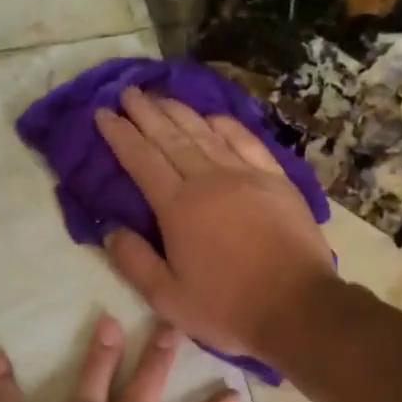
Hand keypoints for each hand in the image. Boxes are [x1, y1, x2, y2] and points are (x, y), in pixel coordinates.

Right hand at [94, 88, 337, 365]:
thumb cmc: (227, 308)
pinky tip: (213, 117)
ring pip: (206, 133)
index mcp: (178, 208)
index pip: (141, 160)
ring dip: (180, 112)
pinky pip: (246, 141)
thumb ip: (135, 262)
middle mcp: (209, 180)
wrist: (297, 307)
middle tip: (128, 92)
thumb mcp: (168, 298)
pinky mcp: (276, 180)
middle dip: (146, 114)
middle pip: (171, 137)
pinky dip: (225, 125)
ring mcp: (246, 175)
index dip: (120, 135)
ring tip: (160, 97)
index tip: (103, 113)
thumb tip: (110, 230)